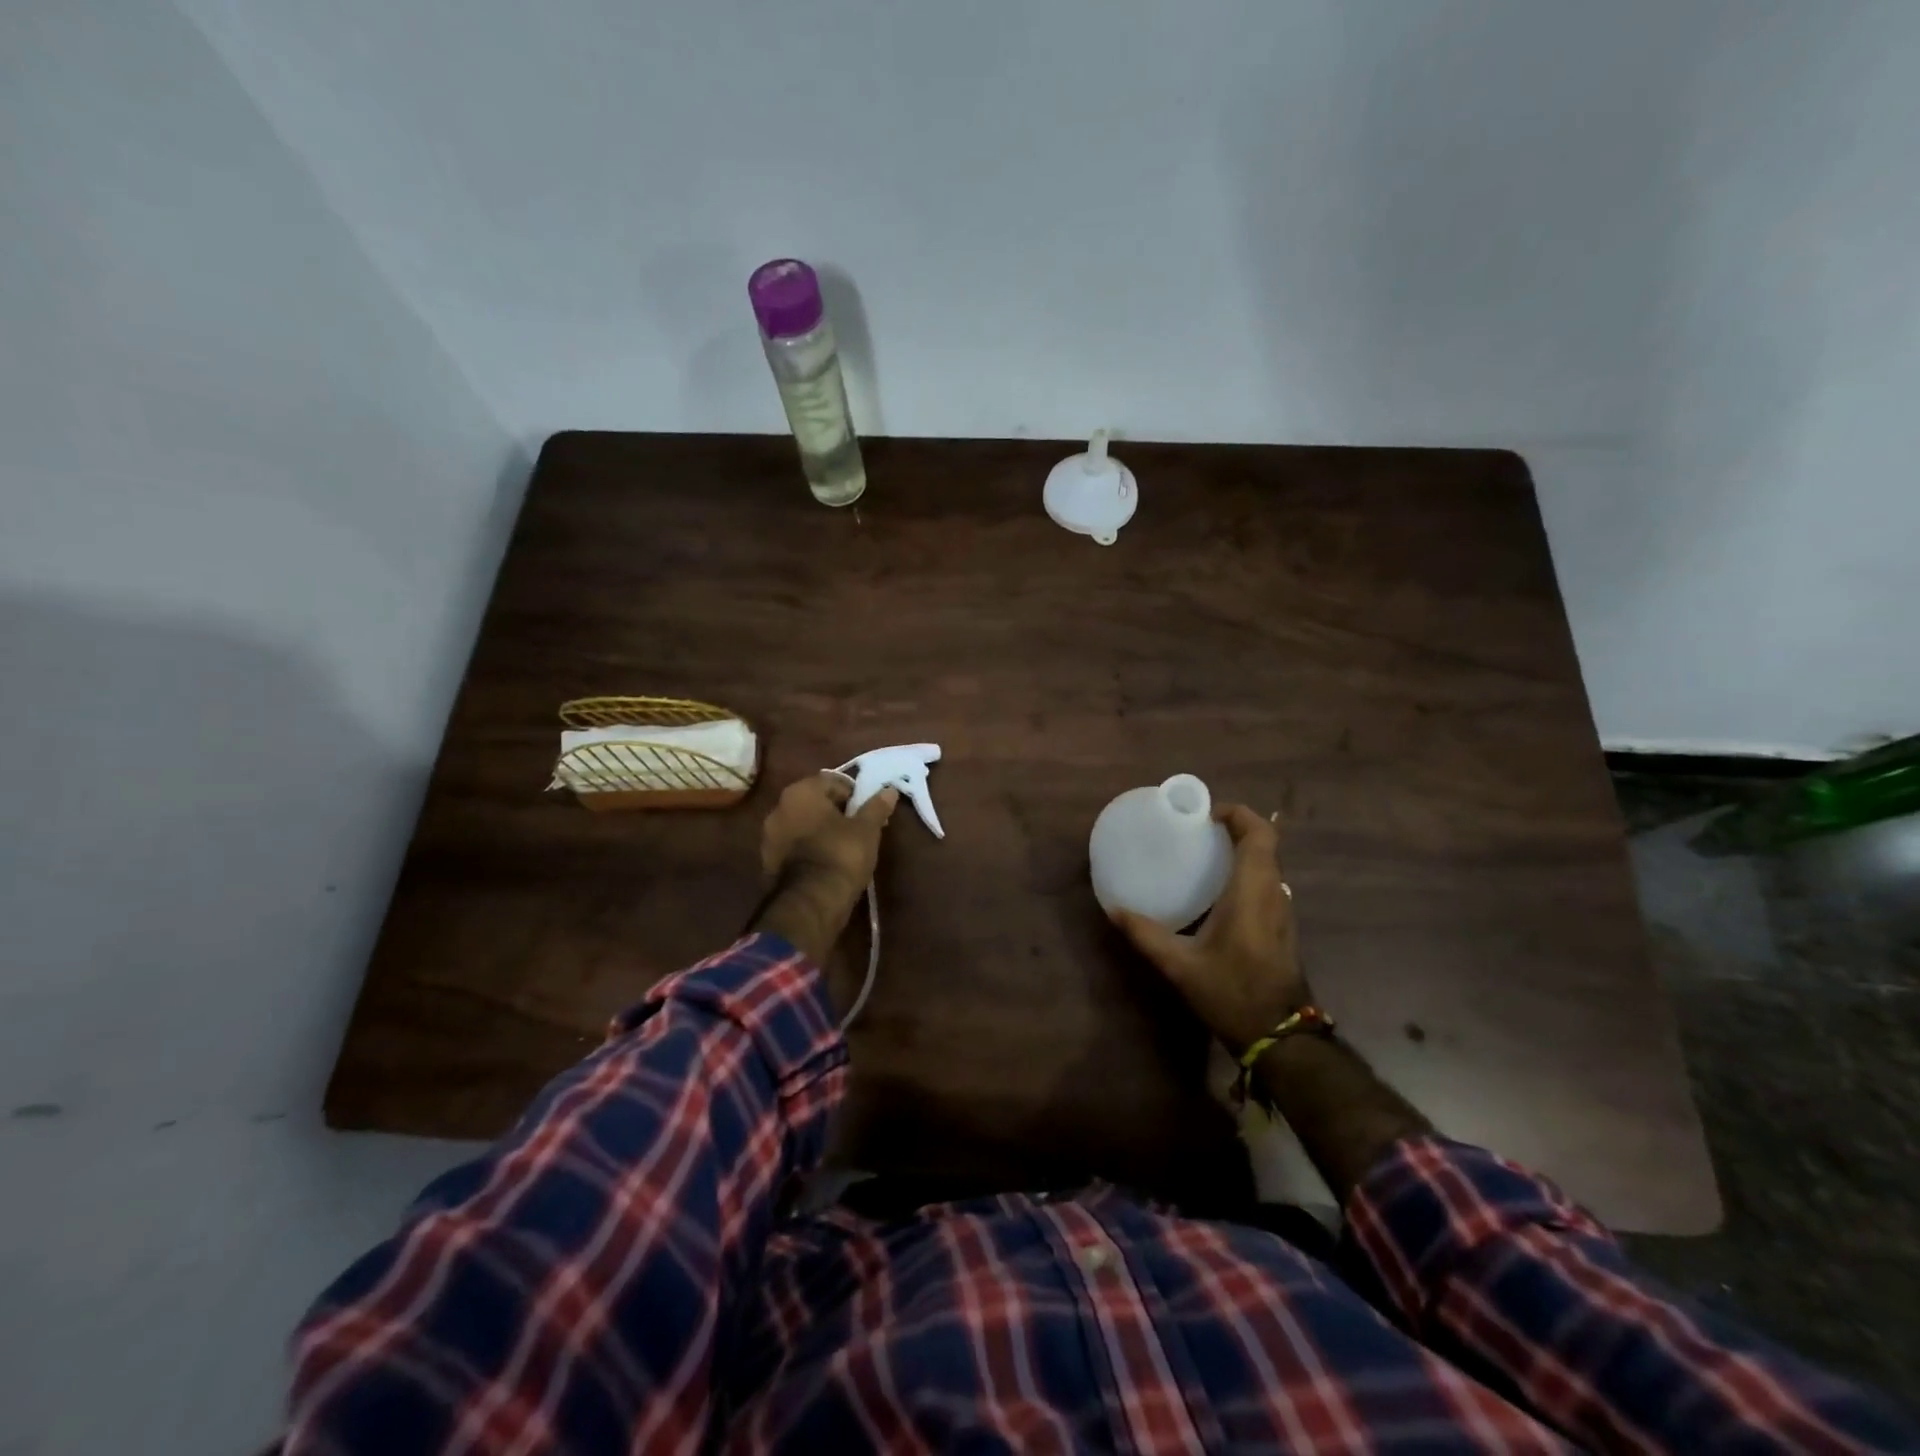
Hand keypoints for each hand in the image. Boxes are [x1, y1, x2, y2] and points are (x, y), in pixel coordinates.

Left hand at [753, 774, 897, 964]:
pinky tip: (826, 861)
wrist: (811, 902)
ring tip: (843, 845)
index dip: (852, 793)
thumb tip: (889, 790)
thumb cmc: (841, 854)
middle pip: (813, 802)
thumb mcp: (867, 829)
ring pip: (801, 824)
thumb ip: (876, 807)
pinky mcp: (767, 861)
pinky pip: (793, 846)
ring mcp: (768, 836)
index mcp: (800, 792)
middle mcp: (778, 808)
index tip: (866, 809)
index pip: (830, 781)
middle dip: (834, 811)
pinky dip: (808, 849)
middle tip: (857, 826)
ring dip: (819, 830)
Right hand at [1110, 804, 1307, 1051]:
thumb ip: (1145, 934)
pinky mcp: (1282, 926)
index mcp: (1252, 891)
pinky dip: (1245, 871)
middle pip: (1265, 844)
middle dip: (1235, 827)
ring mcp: (1282, 910)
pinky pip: (1267, 882)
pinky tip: (1216, 890)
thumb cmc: (1231, 992)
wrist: (1279, 1036)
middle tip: (1197, 831)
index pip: (1259, 835)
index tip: (1206, 815)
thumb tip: (1114, 910)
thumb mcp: (1179, 965)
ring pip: (1269, 863)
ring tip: (1204, 853)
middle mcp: (1273, 893)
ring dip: (1242, 849)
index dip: (1238, 814)